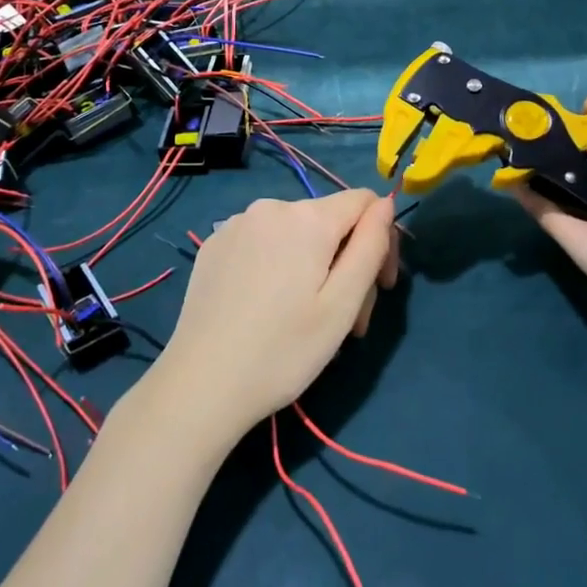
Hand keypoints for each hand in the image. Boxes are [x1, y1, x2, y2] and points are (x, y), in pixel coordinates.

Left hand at [143, 189, 397, 452]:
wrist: (201, 385)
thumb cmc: (283, 350)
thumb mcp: (342, 304)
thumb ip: (370, 245)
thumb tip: (385, 203)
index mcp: (307, 217)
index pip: (365, 201)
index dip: (384, 238)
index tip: (381, 287)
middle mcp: (270, 207)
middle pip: (330, 221)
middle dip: (348, 262)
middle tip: (347, 322)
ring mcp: (236, 224)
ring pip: (297, 234)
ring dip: (315, 267)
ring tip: (308, 320)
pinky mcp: (214, 245)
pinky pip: (264, 242)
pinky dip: (279, 266)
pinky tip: (268, 309)